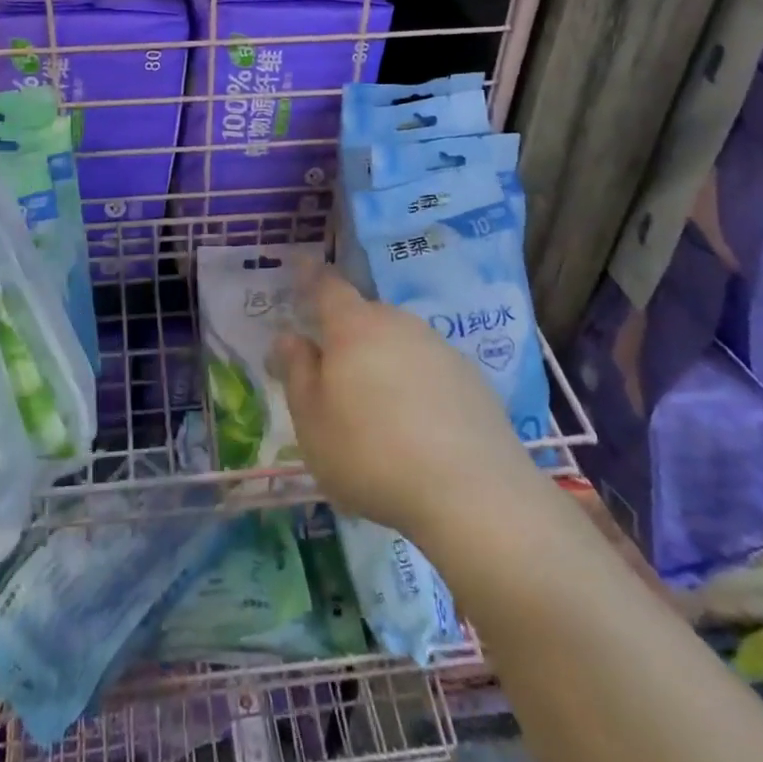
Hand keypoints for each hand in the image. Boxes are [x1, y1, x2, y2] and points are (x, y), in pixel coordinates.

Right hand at [271, 269, 542, 541]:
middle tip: (333, 370)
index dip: (310, 276)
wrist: (473, 494)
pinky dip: (416, 384)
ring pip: (399, 342)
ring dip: (383, 360)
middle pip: (365, 316)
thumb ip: (297, 372)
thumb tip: (289, 337)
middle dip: (346, 333)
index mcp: (354, 327)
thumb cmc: (372, 454)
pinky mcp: (472, 379)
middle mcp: (399, 324)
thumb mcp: (312, 421)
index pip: (327, 286)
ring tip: (376, 408)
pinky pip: (430, 369)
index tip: (300, 267)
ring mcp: (440, 348)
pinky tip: (417, 427)